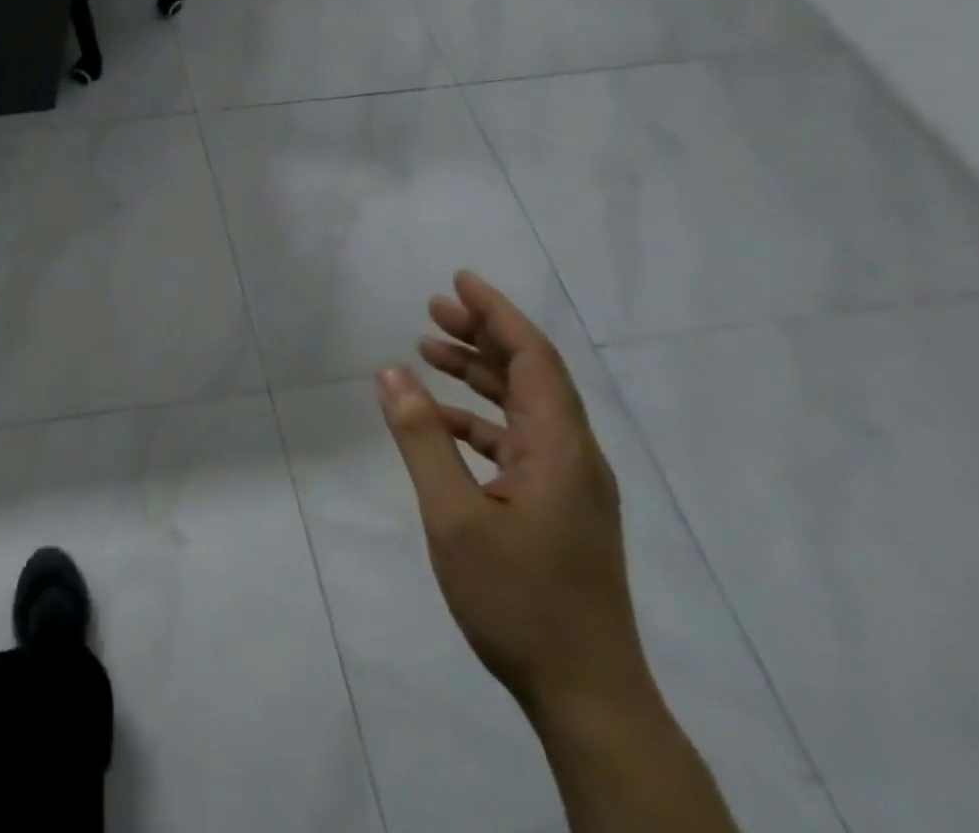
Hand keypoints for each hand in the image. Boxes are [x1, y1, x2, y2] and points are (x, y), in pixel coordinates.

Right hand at [375, 271, 646, 719]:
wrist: (587, 697)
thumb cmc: (519, 601)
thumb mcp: (454, 517)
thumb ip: (421, 439)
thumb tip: (390, 373)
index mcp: (560, 449)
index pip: (533, 358)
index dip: (497, 313)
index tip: (460, 280)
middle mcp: (574, 456)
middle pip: (531, 374)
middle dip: (483, 334)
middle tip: (433, 307)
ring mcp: (570, 485)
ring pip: (524, 406)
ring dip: (478, 373)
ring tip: (428, 349)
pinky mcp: (559, 509)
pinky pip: (518, 441)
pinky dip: (479, 419)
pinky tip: (440, 422)